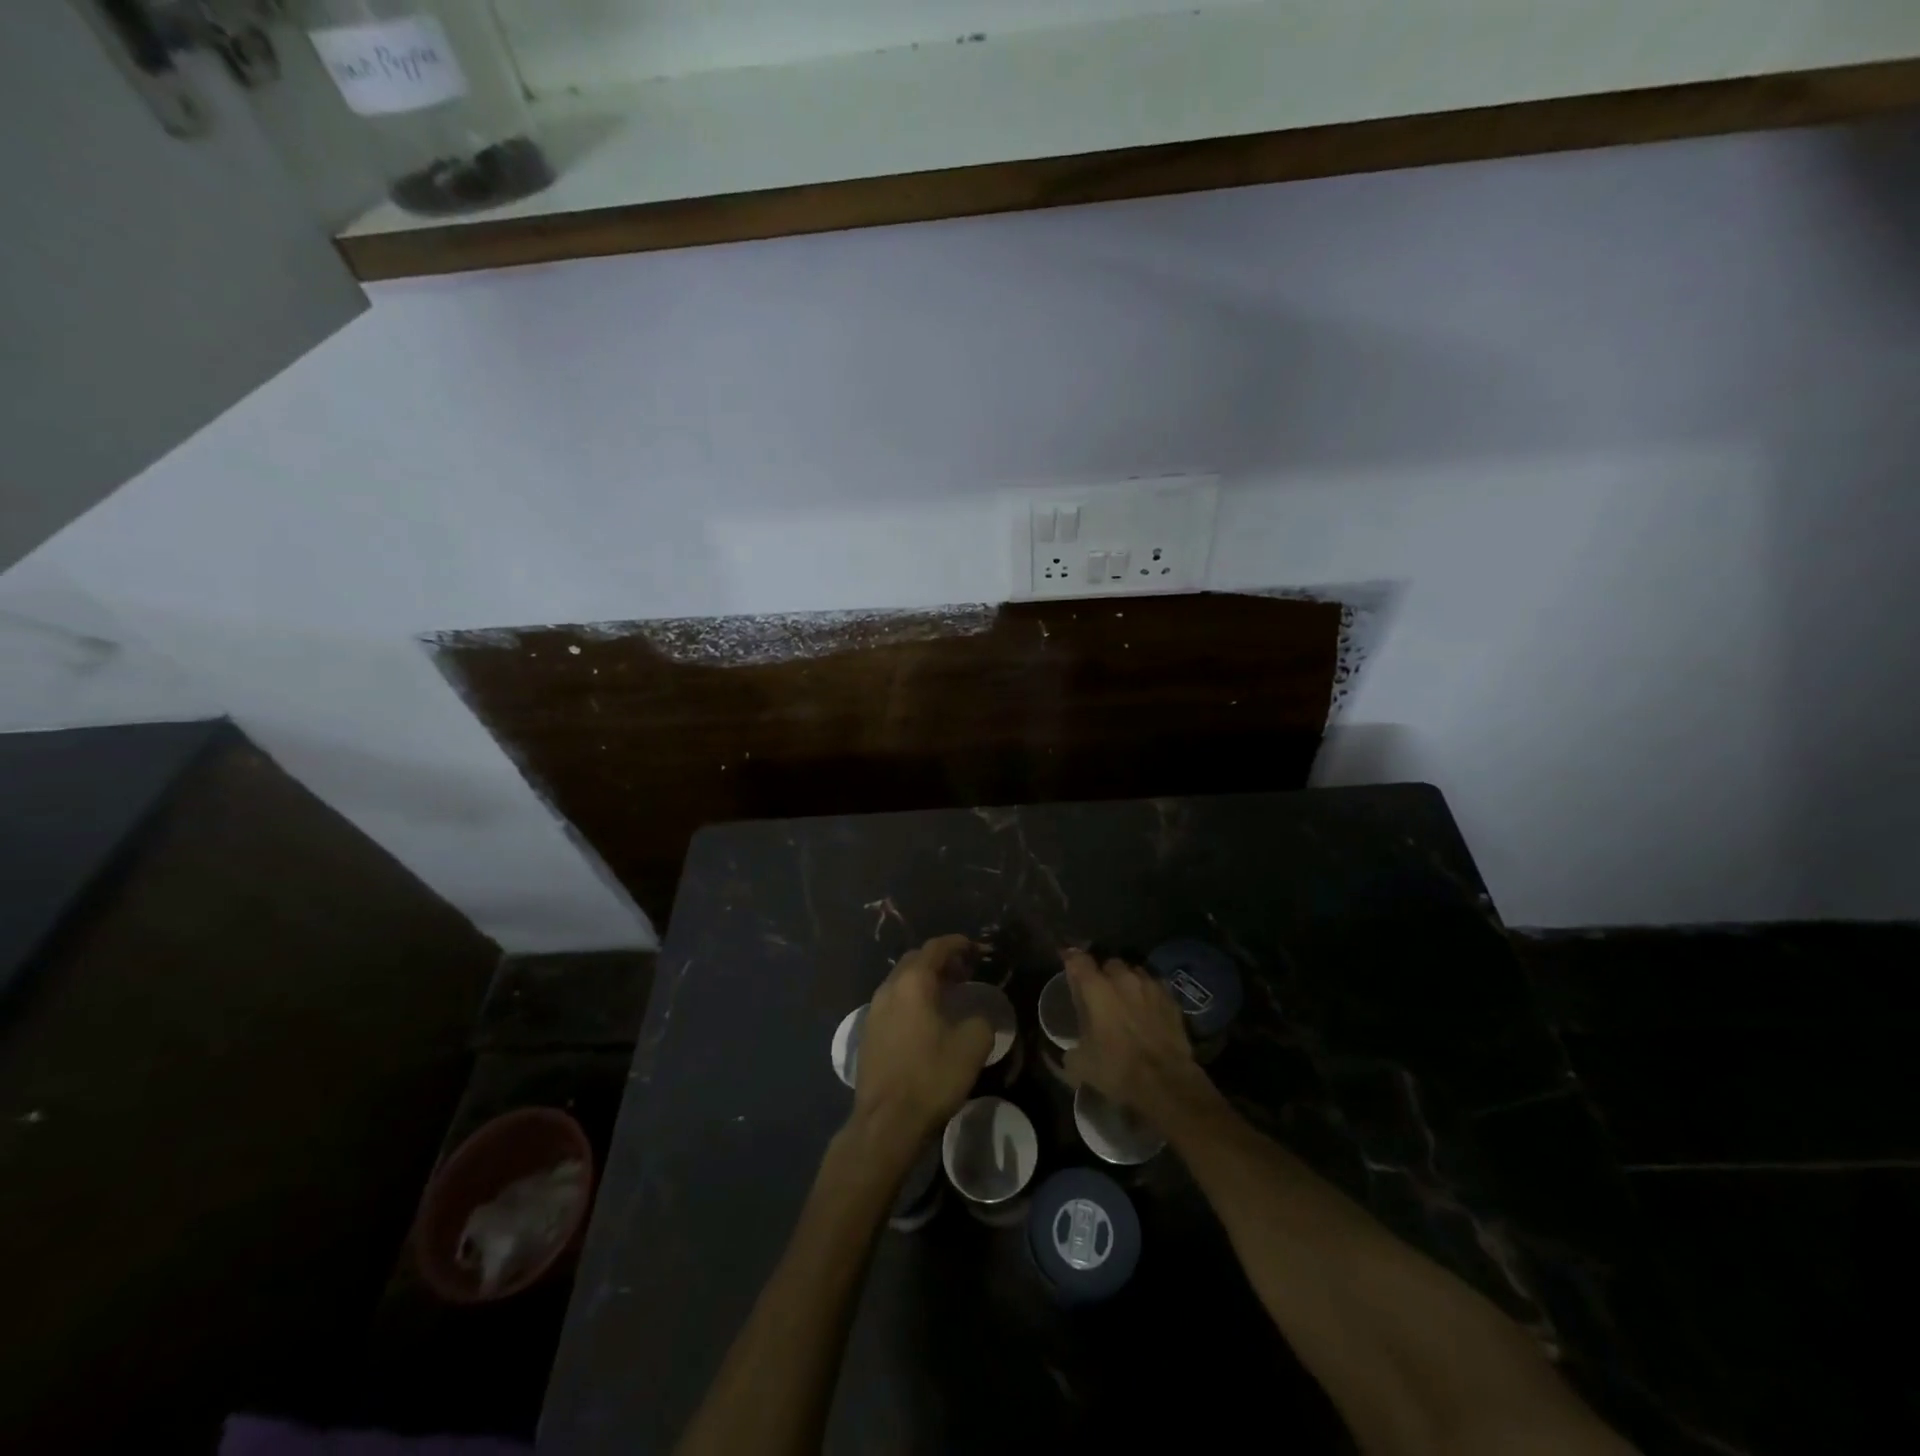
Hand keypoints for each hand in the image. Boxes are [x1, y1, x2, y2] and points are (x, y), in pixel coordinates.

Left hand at [850, 934, 994, 1161]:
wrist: (886, 1123)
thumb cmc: (931, 1077)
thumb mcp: (972, 1046)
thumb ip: (981, 1020)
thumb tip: (978, 1016)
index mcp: (913, 983)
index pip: (936, 948)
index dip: (958, 944)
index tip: (976, 949)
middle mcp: (889, 988)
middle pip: (915, 960)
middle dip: (941, 960)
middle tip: (965, 972)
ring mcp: (874, 1011)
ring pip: (901, 981)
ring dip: (925, 981)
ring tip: (949, 994)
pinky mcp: (868, 1033)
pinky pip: (893, 1002)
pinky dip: (912, 999)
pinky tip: (927, 1019)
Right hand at [1062, 950, 1210, 1124]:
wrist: (1166, 1082)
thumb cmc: (1117, 1068)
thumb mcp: (1080, 1065)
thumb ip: (1069, 1049)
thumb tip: (1067, 1051)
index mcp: (1095, 987)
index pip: (1077, 958)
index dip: (1070, 957)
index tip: (1066, 960)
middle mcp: (1122, 977)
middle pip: (1108, 963)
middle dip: (1103, 975)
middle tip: (1100, 994)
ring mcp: (1149, 984)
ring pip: (1133, 972)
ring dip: (1127, 982)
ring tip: (1126, 1000)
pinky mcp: (1170, 997)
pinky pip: (1154, 985)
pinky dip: (1147, 993)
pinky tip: (1148, 1008)